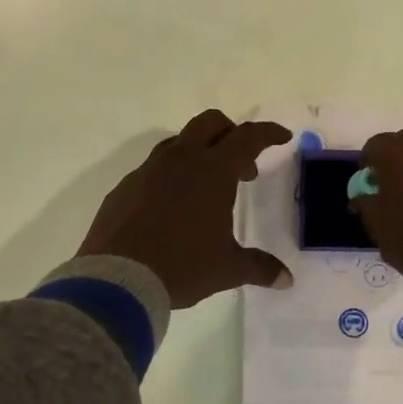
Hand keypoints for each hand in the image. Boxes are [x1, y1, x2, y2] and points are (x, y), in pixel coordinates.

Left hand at [78, 110, 293, 308]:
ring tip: (207, 187)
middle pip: (210, 123)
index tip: (282, 137)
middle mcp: (181, 160)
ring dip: (199, 152)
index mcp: (213, 171)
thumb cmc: (182, 266)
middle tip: (242, 164)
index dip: (268, 133)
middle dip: (231, 132)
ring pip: (178, 142)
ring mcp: (148, 171)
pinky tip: (172, 207)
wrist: (116, 279)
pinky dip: (171, 176)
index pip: (247, 138)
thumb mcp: (227, 269)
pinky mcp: (125, 187)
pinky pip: (153, 169)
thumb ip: (259, 268)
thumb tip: (286, 280)